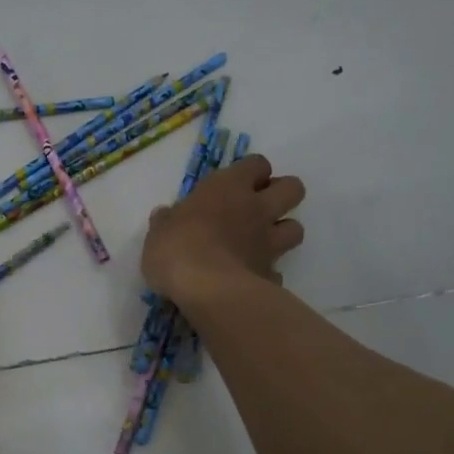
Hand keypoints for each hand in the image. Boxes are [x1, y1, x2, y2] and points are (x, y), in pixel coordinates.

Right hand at [142, 155, 305, 307]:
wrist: (207, 289)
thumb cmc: (177, 248)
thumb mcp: (158, 231)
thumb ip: (166, 222)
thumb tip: (165, 216)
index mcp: (228, 188)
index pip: (257, 164)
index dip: (251, 172)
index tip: (236, 185)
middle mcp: (256, 209)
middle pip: (293, 188)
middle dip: (281, 194)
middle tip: (257, 207)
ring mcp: (269, 243)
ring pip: (296, 228)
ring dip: (283, 232)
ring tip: (260, 243)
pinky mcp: (271, 275)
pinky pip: (277, 270)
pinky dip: (268, 272)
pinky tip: (251, 279)